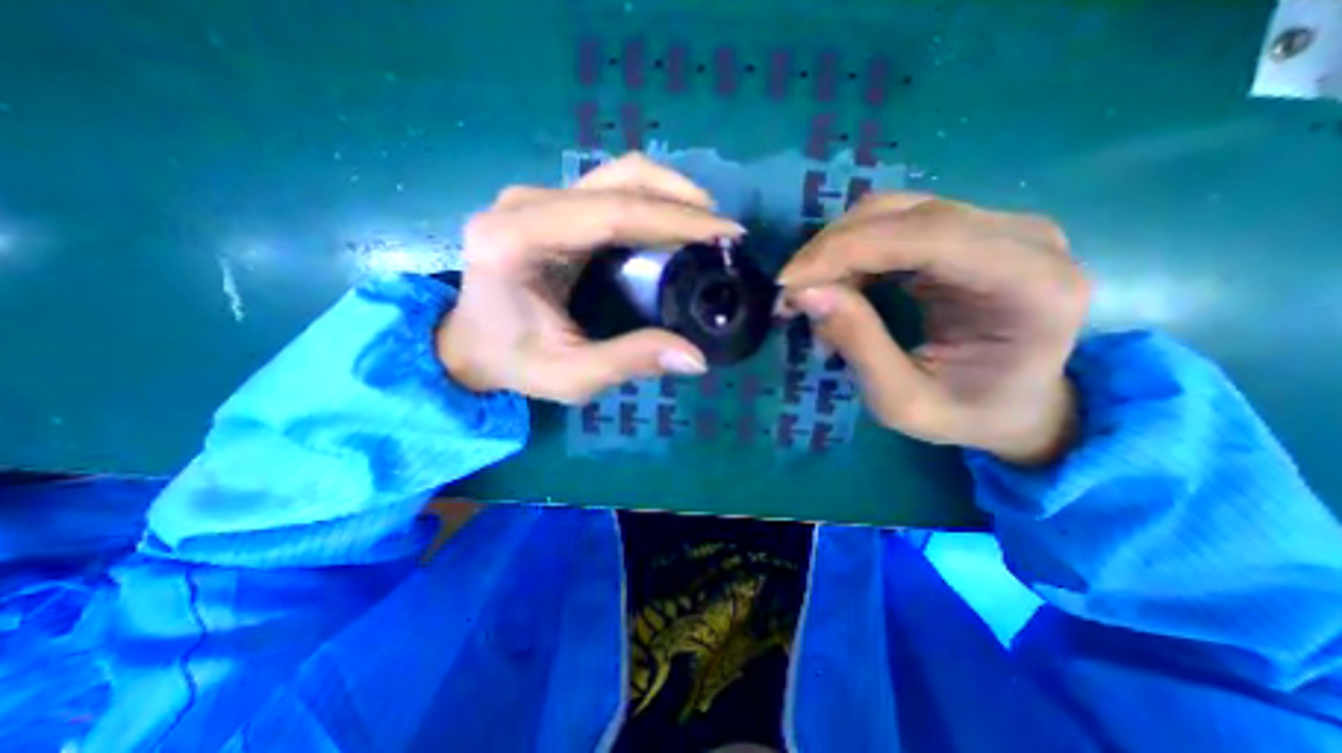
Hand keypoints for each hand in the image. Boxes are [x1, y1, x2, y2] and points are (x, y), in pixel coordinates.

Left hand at [440, 154, 742, 405]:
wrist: (469, 344)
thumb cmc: (513, 362)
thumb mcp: (570, 376)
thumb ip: (629, 363)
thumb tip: (695, 357)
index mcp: (517, 240)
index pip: (612, 214)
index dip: (676, 220)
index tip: (726, 234)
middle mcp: (524, 203)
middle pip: (620, 179)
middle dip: (683, 200)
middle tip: (723, 233)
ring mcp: (536, 198)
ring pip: (618, 175)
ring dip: (670, 195)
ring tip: (706, 227)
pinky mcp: (549, 205)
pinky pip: (610, 190)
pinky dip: (651, 203)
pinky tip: (674, 227)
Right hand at [776, 195, 1088, 463]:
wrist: (1015, 407)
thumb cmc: (965, 415)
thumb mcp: (902, 401)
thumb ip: (858, 344)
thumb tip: (805, 292)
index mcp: (1030, 286)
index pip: (925, 237)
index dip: (844, 251)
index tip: (788, 283)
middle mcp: (1025, 239)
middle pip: (903, 215)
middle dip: (831, 251)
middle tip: (790, 297)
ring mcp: (998, 227)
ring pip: (892, 213)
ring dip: (836, 251)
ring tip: (810, 296)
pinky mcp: (968, 231)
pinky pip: (893, 225)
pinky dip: (851, 253)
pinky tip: (836, 286)